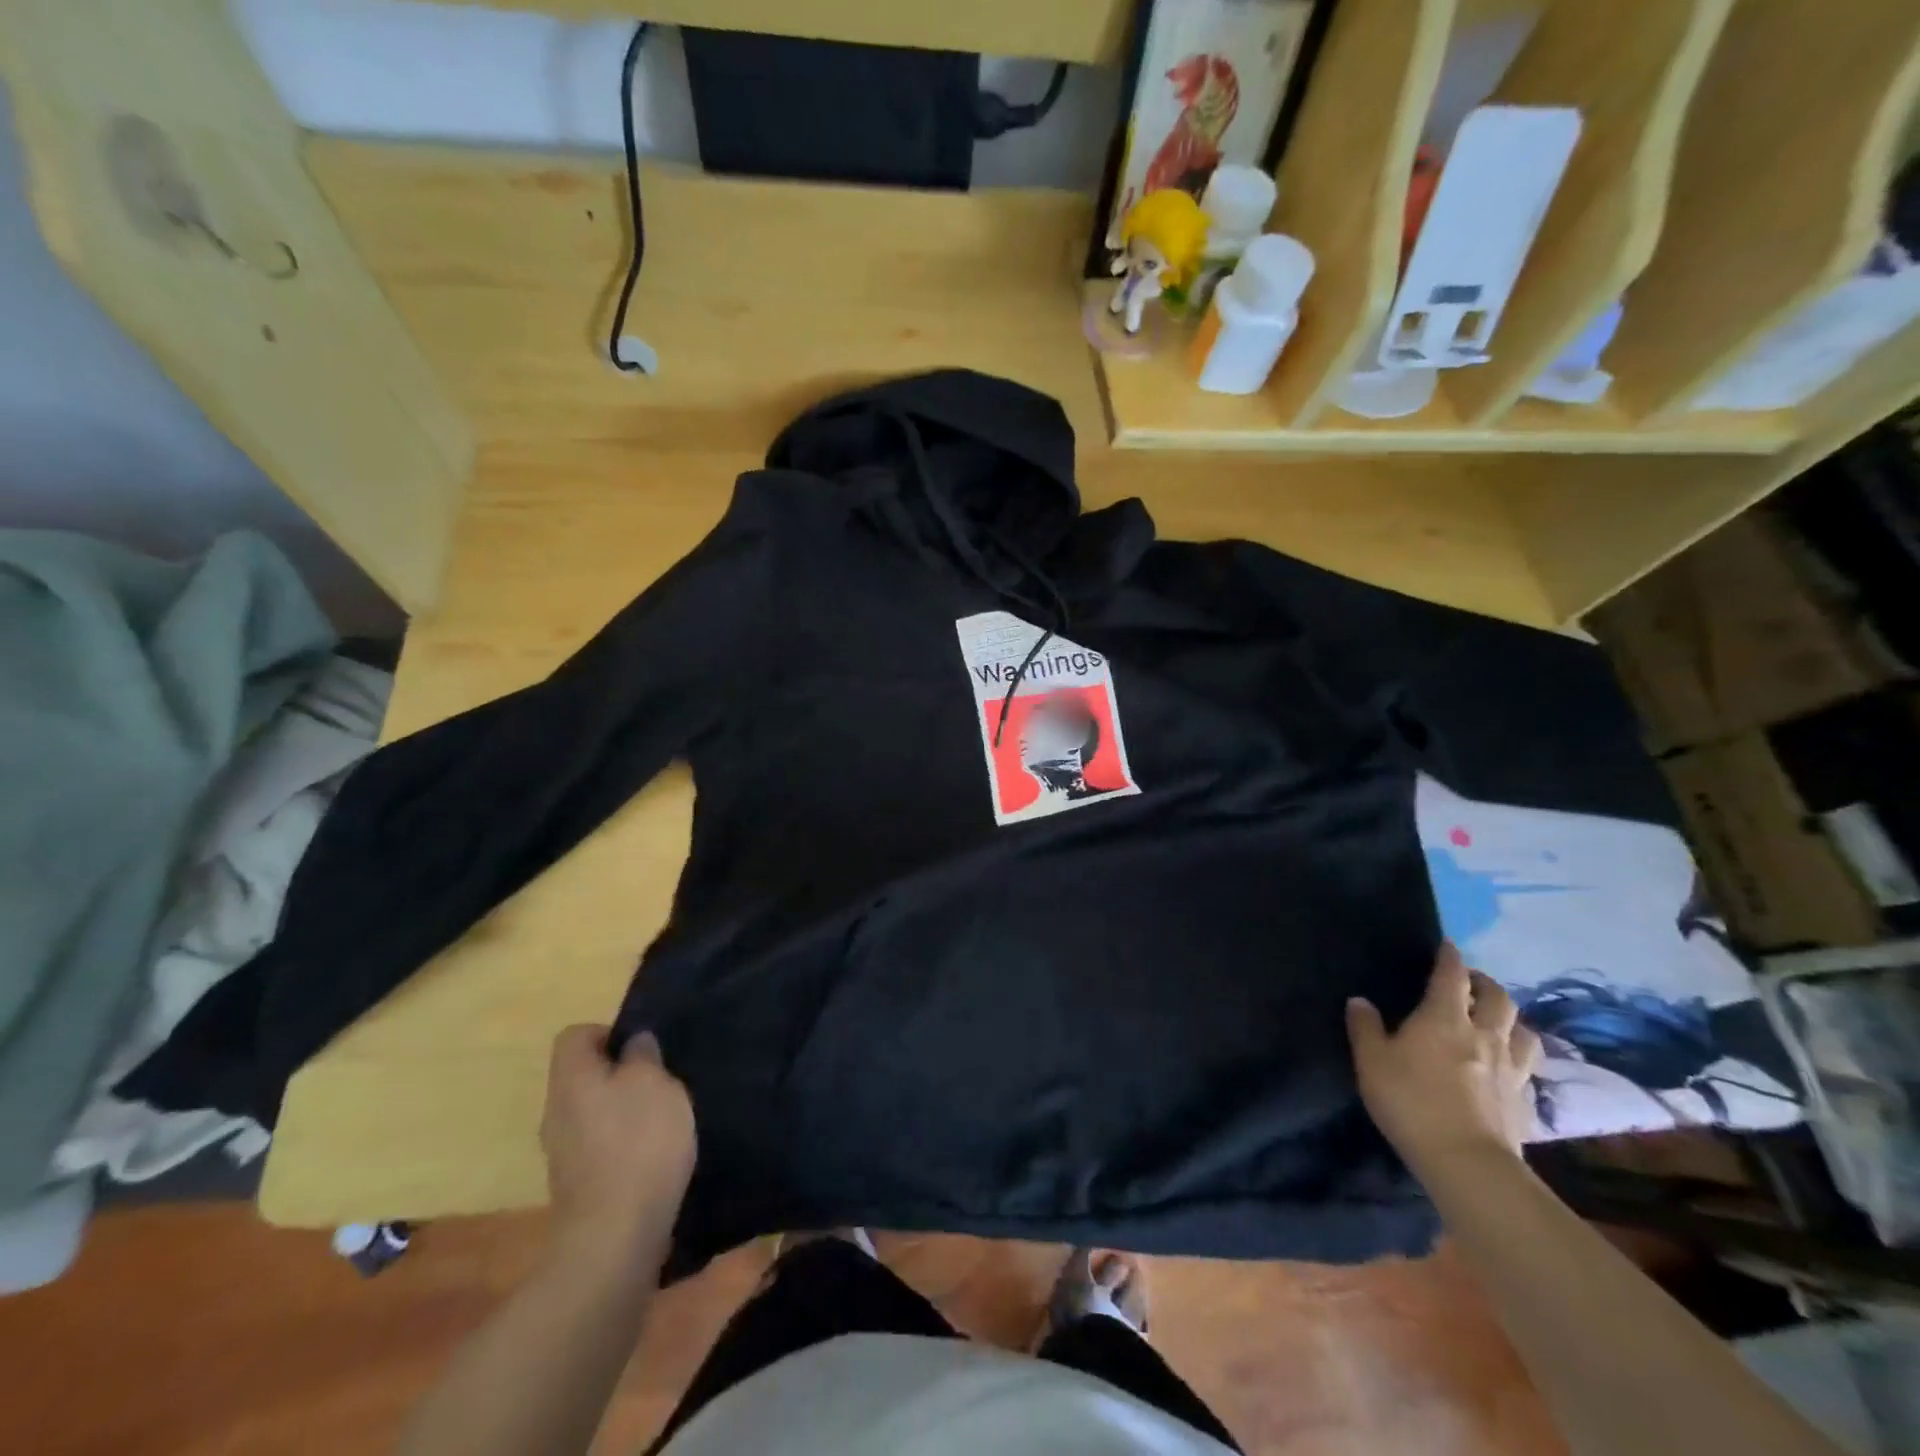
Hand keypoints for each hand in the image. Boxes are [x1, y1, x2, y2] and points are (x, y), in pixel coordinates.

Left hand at [540, 1024, 695, 1276]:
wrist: (615, 1237)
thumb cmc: (638, 1142)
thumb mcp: (654, 1082)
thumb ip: (643, 1055)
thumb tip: (633, 1044)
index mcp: (571, 1079)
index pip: (574, 1036)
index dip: (608, 1032)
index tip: (642, 1047)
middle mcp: (556, 1112)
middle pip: (583, 1075)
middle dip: (620, 1073)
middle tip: (660, 1079)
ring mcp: (562, 1153)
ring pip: (592, 1112)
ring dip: (624, 1110)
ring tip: (663, 1117)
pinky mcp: (578, 1186)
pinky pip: (599, 1147)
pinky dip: (624, 1144)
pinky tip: (655, 1154)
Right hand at [1346, 943, 1540, 1174]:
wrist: (1467, 1162)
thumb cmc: (1411, 1101)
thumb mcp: (1371, 1061)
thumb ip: (1365, 1027)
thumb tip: (1360, 1001)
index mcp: (1444, 1017)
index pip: (1452, 975)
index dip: (1449, 957)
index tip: (1447, 946)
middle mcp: (1484, 1034)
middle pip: (1498, 997)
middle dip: (1485, 983)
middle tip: (1471, 982)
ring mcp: (1511, 1068)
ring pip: (1523, 1030)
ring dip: (1511, 1018)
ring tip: (1497, 1021)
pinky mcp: (1525, 1100)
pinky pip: (1529, 1067)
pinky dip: (1520, 1057)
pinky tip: (1510, 1065)